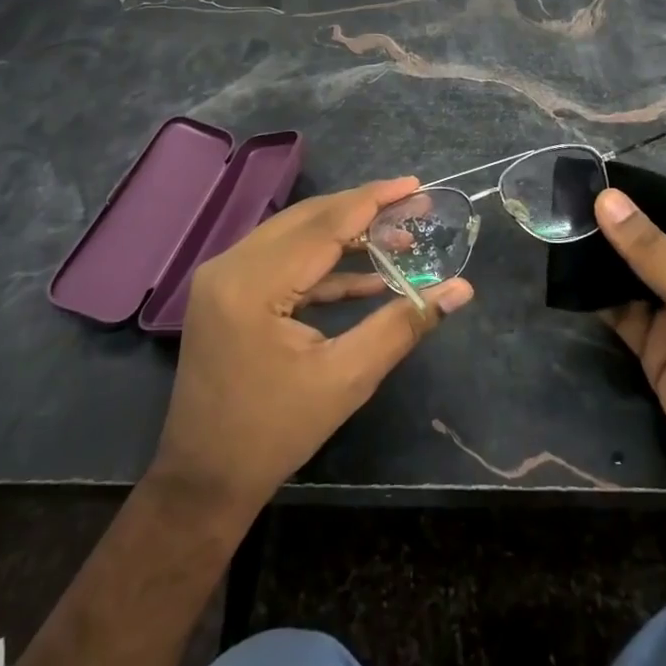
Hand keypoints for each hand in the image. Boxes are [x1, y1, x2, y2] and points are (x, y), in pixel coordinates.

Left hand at [150, 177, 473, 519]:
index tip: (415, 184)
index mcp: (252, 284)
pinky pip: (282, 260)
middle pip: (308, 220)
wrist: (205, 480)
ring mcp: (224, 276)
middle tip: (413, 204)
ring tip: (399, 236)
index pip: (324, 225)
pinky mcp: (228, 291)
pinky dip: (323, 264)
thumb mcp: (346, 378)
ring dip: (346, 235)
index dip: (373, 201)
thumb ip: (403, 324)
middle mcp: (230, 266)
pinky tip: (367, 274)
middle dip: (363, 210)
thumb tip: (460, 289)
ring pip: (295, 235)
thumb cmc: (275, 432)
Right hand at [595, 189, 665, 554]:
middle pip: (660, 241)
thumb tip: (606, 199)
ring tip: (562, 228)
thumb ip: (653, 250)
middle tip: (569, 201)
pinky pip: (623, 309)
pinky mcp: (657, 346)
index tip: (599, 177)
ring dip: (605, 258)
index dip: (650, 195)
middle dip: (620, 226)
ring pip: (637, 274)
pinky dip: (598, 294)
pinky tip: (569, 273)